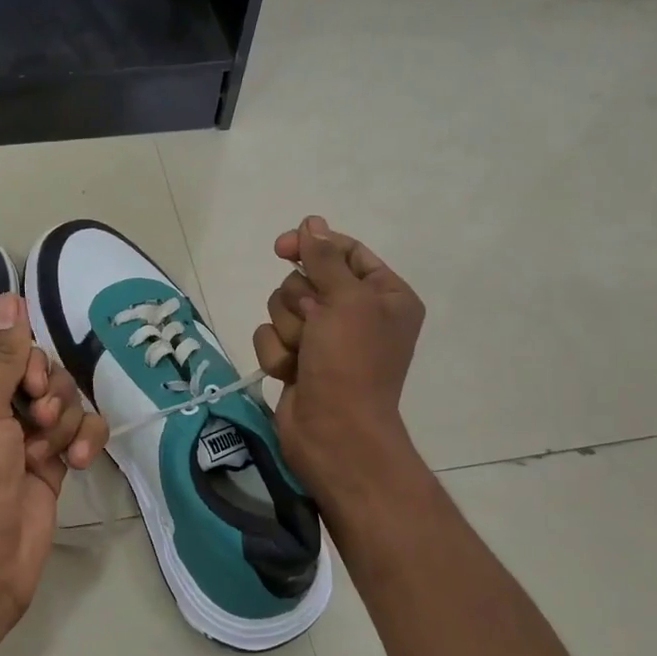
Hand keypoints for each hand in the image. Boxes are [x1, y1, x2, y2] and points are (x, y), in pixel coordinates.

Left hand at [0, 292, 108, 625]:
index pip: (1, 349)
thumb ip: (5, 354)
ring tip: (47, 450)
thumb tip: (10, 296)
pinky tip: (76, 460)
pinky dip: (84, 440)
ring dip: (65, 421)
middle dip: (47, 392)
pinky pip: (80, 431)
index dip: (23, 357)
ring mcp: (24, 438)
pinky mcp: (52, 462)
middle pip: (38, 372)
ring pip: (65, 400)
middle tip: (38, 417)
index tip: (29, 381)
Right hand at [252, 216, 424, 495]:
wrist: (334, 433)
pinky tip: (291, 373)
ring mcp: (325, 339)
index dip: (313, 247)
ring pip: (283, 308)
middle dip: (300, 302)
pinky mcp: (299, 360)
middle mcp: (357, 314)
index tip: (282, 247)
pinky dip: (277, 353)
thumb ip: (325, 258)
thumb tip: (312, 222)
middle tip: (313, 324)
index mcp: (384, 295)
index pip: (345, 253)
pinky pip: (271, 337)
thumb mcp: (345, 300)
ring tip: (303, 354)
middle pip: (306, 280)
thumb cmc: (351, 362)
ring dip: (288, 330)